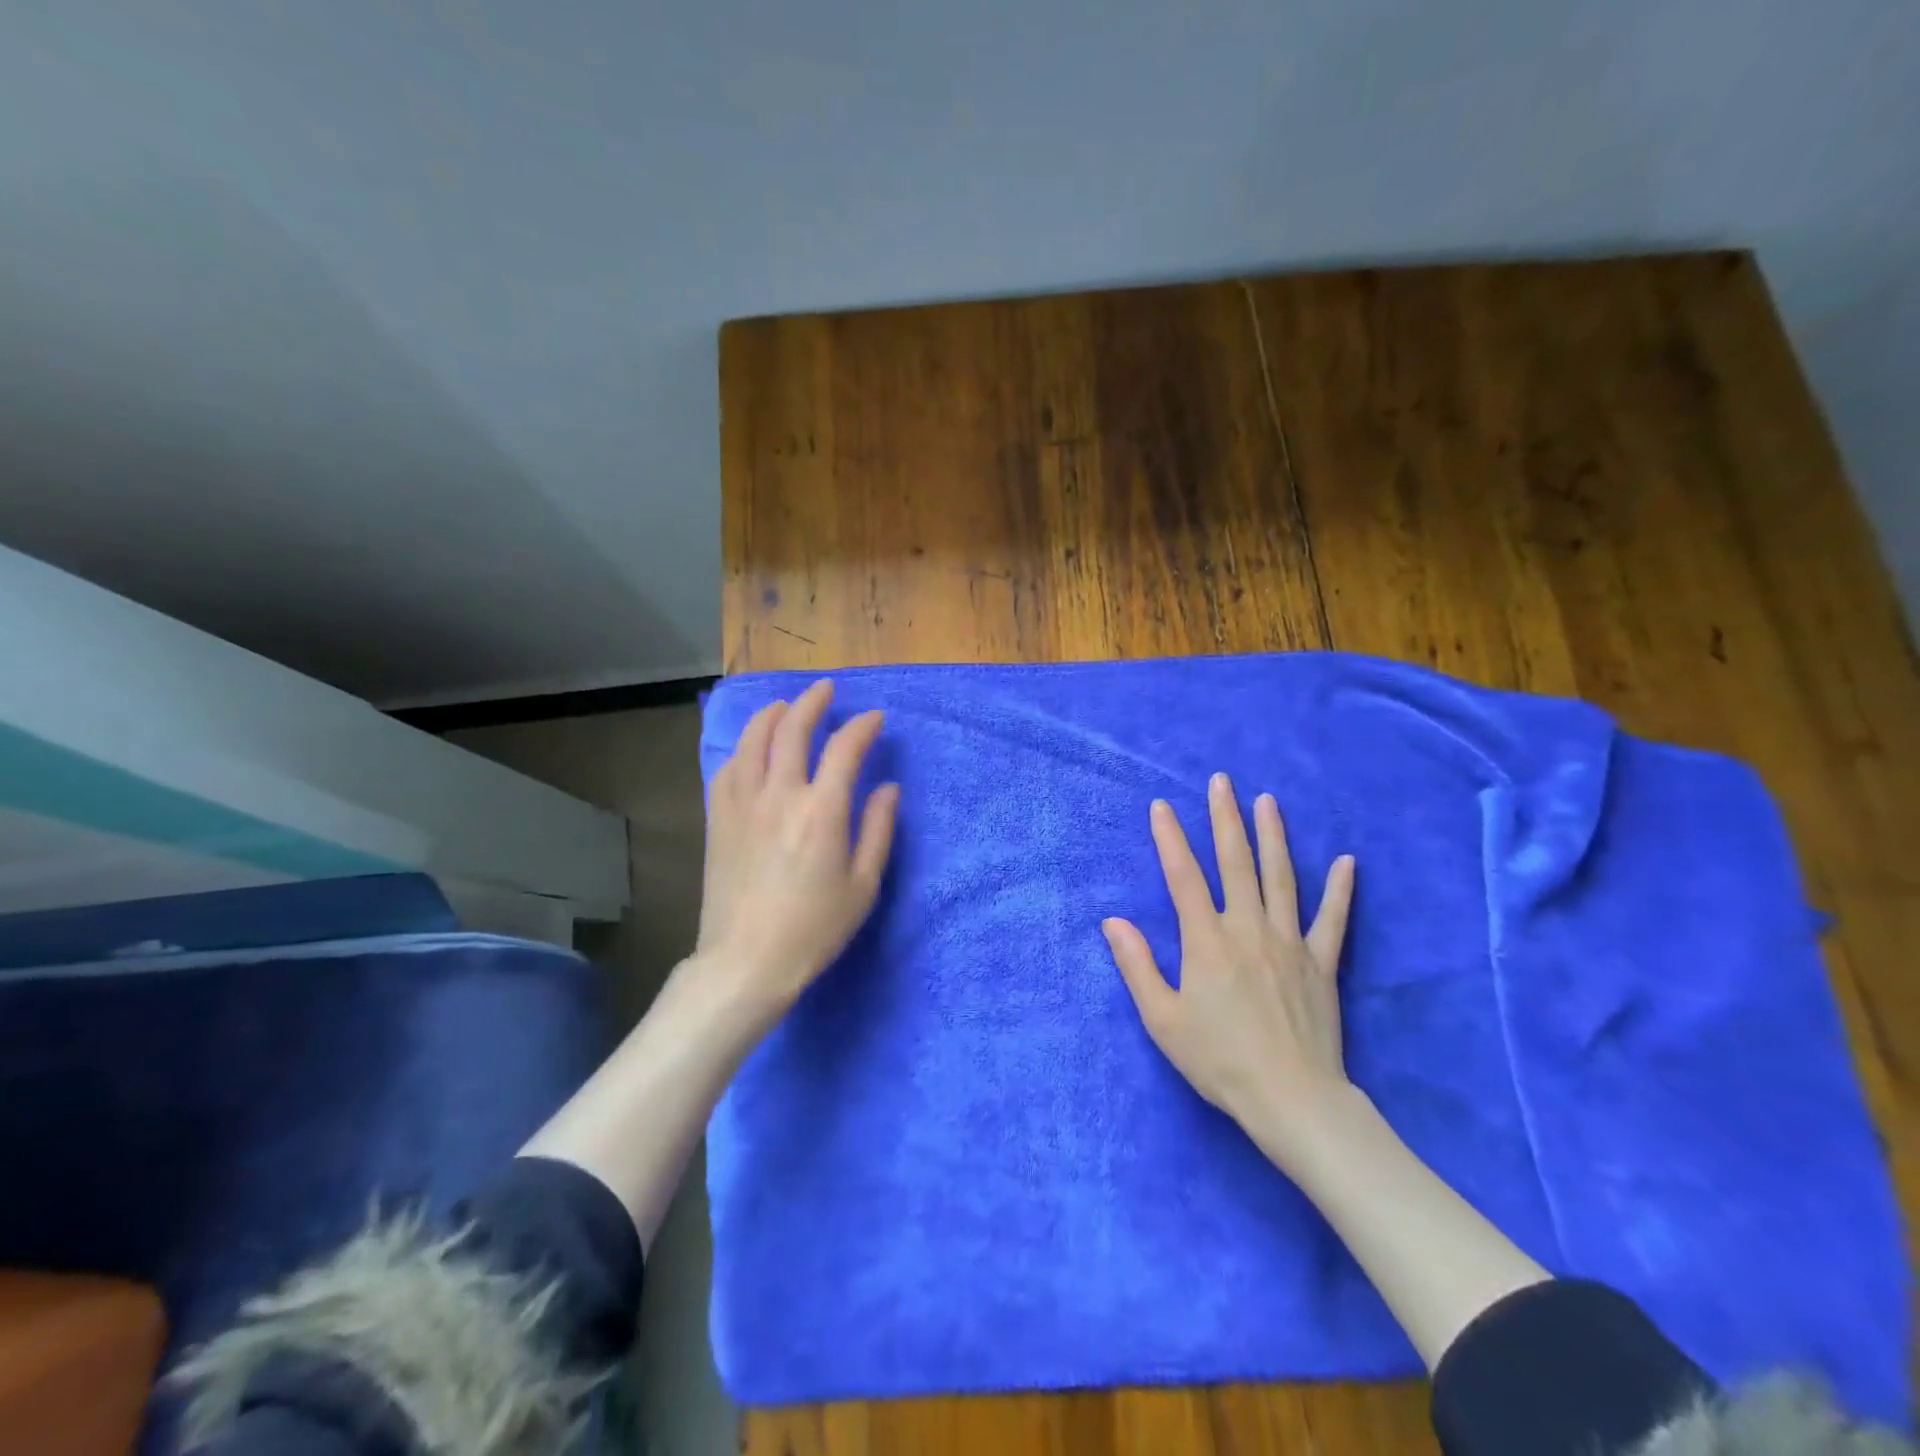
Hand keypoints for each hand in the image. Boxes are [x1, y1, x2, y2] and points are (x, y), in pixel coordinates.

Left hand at [697, 679, 900, 1022]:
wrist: (746, 962)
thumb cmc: (814, 929)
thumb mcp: (863, 885)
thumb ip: (878, 829)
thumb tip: (887, 787)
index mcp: (821, 811)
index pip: (844, 748)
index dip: (862, 727)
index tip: (874, 718)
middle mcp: (779, 795)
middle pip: (792, 730)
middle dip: (812, 702)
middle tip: (825, 690)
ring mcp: (742, 804)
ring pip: (752, 741)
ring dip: (771, 715)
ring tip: (784, 706)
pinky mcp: (719, 819)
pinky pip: (727, 768)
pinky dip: (742, 749)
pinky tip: (750, 749)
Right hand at [1103, 773, 1356, 1169]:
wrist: (1292, 1100)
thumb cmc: (1219, 1061)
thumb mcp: (1163, 1019)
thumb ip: (1137, 965)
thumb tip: (1113, 921)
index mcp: (1206, 941)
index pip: (1184, 877)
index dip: (1170, 839)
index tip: (1161, 806)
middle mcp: (1248, 929)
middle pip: (1235, 863)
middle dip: (1225, 818)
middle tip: (1222, 781)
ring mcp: (1289, 942)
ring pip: (1281, 878)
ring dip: (1273, 836)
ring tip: (1268, 801)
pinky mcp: (1321, 963)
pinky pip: (1333, 920)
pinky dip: (1340, 890)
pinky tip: (1347, 861)